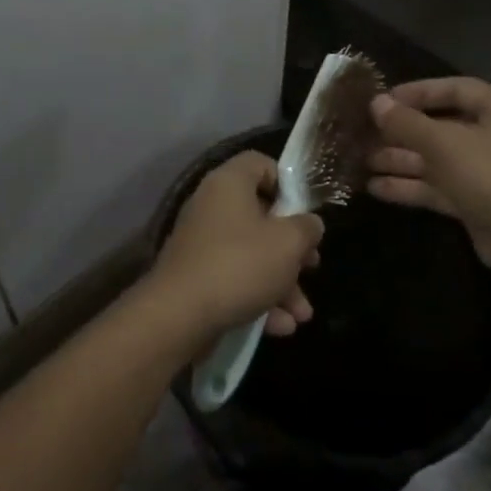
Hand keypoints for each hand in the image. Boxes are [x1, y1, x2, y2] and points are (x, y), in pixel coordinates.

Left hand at [148, 151, 323, 340]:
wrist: (178, 315)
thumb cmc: (240, 264)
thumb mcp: (288, 243)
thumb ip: (307, 228)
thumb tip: (310, 223)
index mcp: (229, 183)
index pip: (259, 163)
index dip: (287, 182)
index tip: (304, 211)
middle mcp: (211, 206)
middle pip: (261, 215)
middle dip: (292, 247)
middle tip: (312, 266)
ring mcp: (201, 243)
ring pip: (251, 254)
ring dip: (281, 282)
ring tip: (302, 314)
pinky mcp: (196, 276)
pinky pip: (234, 279)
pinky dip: (257, 298)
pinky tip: (280, 326)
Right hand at [367, 78, 490, 274]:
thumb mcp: (444, 144)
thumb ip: (407, 123)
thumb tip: (376, 103)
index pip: (455, 89)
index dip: (418, 92)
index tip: (384, 98)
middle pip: (442, 126)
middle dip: (402, 131)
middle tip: (365, 132)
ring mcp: (487, 171)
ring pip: (437, 159)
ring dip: (401, 159)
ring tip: (362, 160)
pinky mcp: (477, 201)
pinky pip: (439, 186)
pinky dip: (411, 186)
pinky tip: (375, 187)